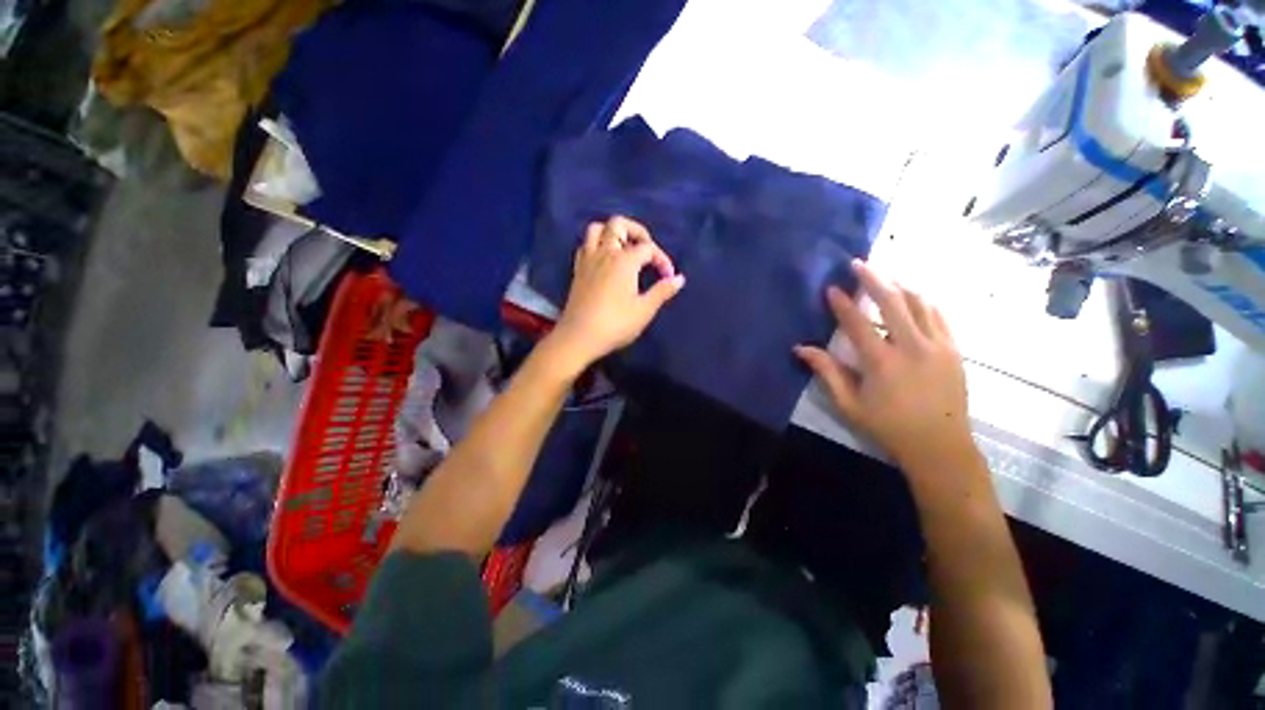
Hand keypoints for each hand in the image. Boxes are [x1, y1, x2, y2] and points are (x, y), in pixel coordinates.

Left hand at [550, 216, 685, 367]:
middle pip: (618, 224)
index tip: (668, 277)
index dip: (662, 259)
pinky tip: (604, 260)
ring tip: (624, 249)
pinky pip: (585, 245)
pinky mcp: (577, 270)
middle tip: (646, 249)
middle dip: (637, 231)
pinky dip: (597, 244)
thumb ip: (662, 291)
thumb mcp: (644, 310)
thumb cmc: (615, 324)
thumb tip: (679, 279)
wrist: (579, 337)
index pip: (648, 248)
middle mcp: (605, 253)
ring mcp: (588, 260)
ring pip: (597, 229)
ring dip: (612, 232)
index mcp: (624, 261)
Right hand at [794, 260, 974, 474]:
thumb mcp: (848, 404)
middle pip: (893, 302)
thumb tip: (800, 349)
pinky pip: (940, 315)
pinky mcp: (954, 350)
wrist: (940, 447)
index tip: (832, 288)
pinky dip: (924, 301)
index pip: (858, 324)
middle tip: (860, 263)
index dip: (842, 304)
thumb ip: (826, 372)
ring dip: (900, 285)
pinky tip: (914, 296)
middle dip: (874, 279)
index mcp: (882, 363)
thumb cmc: (888, 427)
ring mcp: (939, 346)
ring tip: (885, 274)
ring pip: (921, 303)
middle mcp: (913, 347)